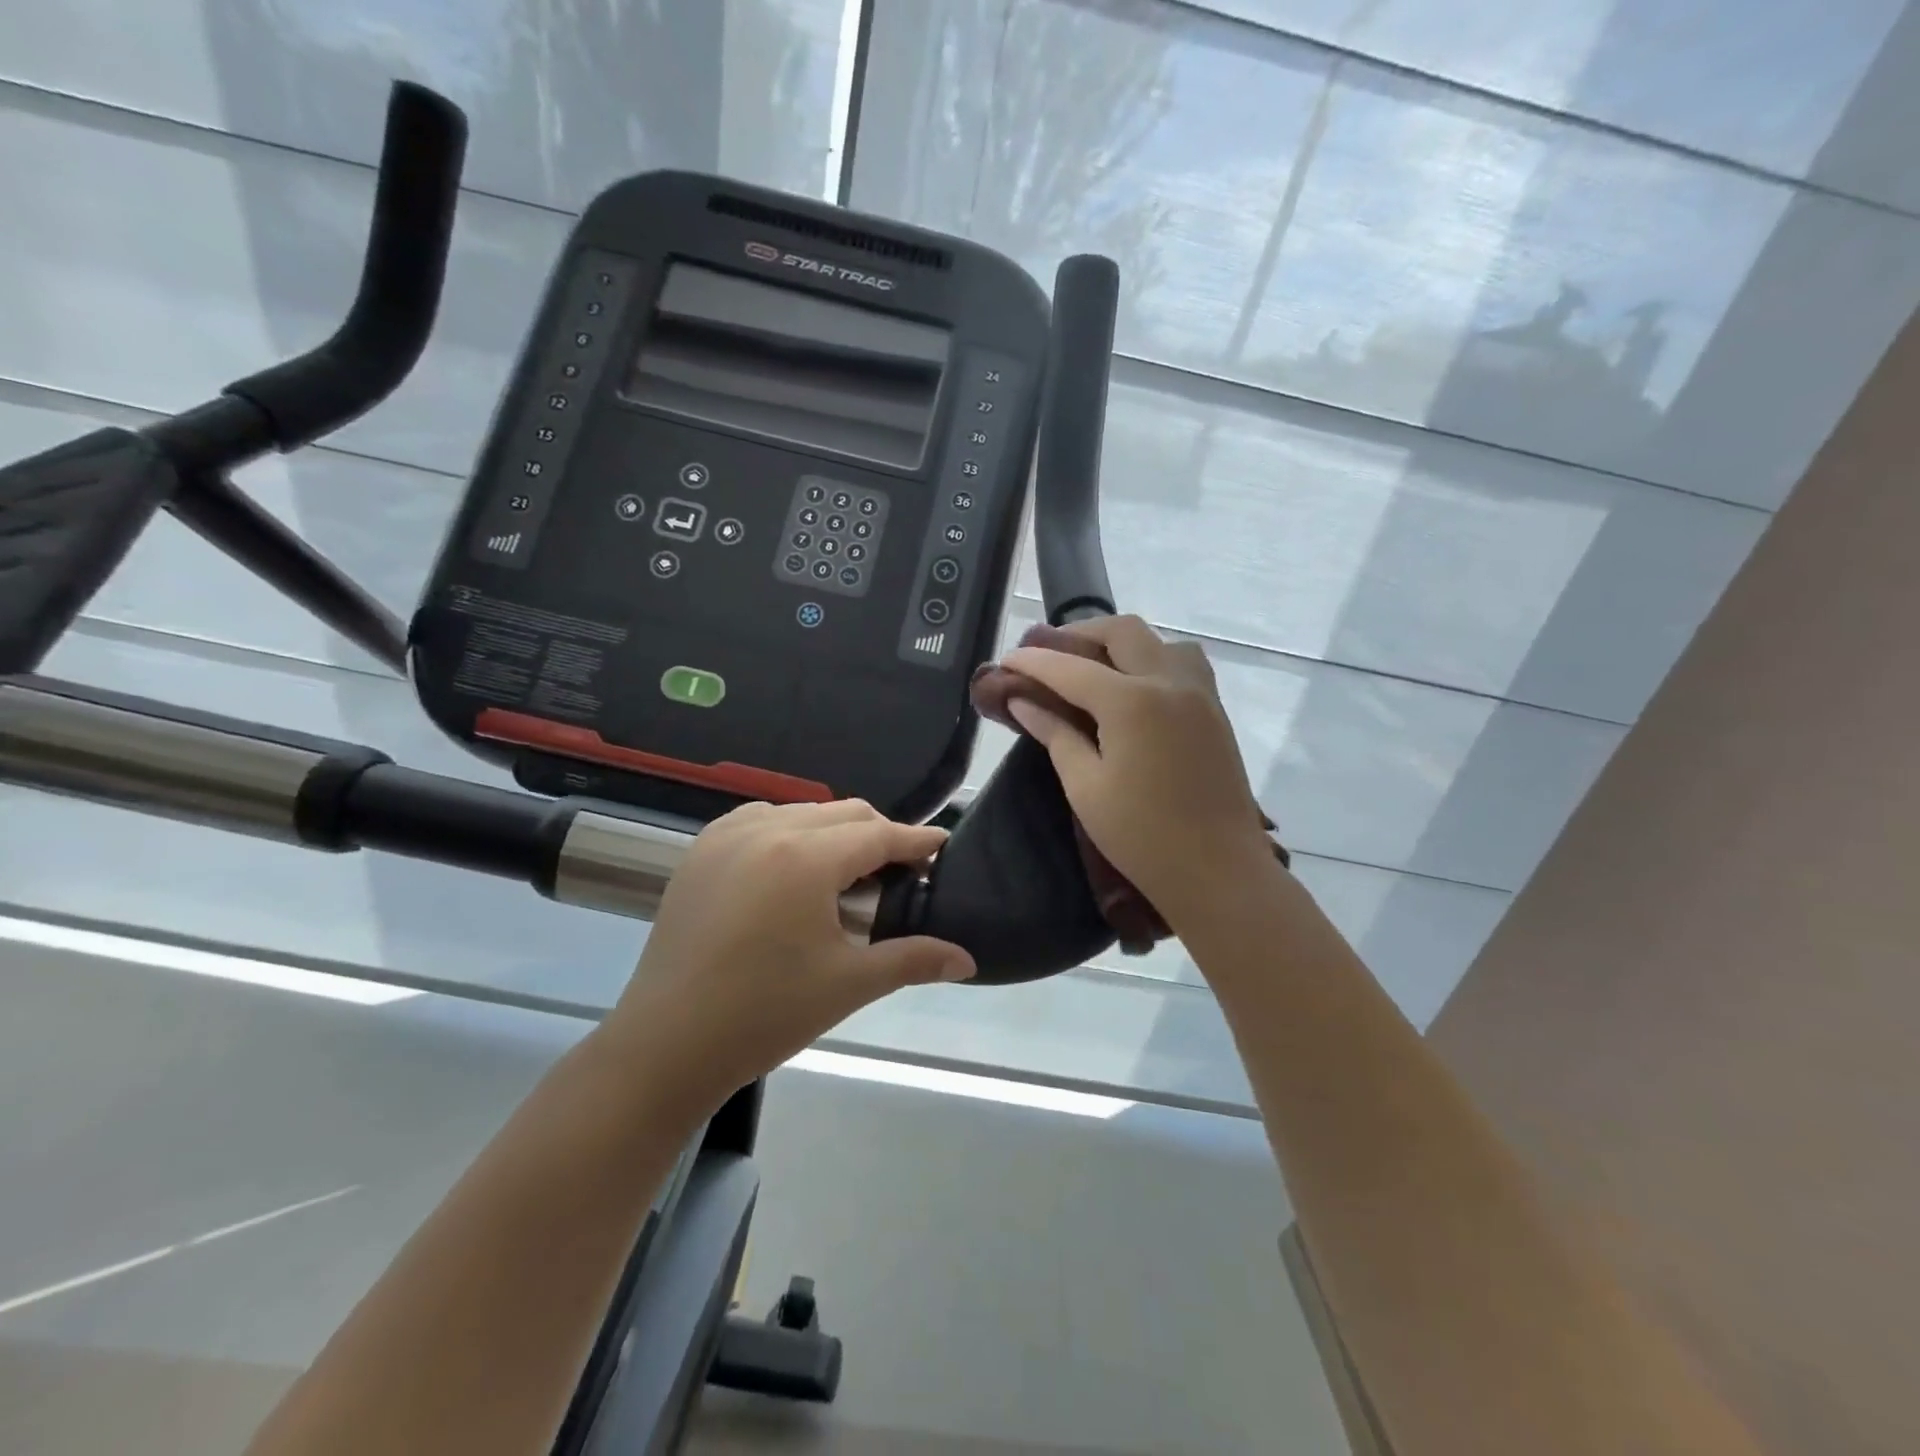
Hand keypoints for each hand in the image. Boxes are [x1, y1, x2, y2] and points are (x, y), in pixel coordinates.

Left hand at [599, 800, 973, 1113]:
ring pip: (803, 811)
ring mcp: (726, 835)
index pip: (878, 834)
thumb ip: (913, 959)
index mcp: (805, 857)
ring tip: (847, 876)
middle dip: (879, 835)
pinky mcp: (700, 851)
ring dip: (834, 833)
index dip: (916, 841)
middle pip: (843, 813)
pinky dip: (790, 832)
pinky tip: (794, 870)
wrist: (666, 1045)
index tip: (942, 848)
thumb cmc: (765, 1015)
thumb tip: (968, 960)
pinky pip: (761, 820)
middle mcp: (766, 829)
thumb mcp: (848, 984)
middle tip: (899, 874)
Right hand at [1000, 615, 1275, 929]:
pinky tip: (1134, 688)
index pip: (1070, 667)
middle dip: (1079, 635)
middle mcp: (1169, 682)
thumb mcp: (1086, 787)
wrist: (1218, 871)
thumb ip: (1056, 734)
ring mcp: (1199, 694)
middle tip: (1049, 654)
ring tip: (1093, 666)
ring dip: (1121, 643)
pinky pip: (1183, 662)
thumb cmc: (1142, 836)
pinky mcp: (1215, 711)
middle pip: (1121, 632)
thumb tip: (1023, 701)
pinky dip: (1152, 659)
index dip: (1033, 661)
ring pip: (1159, 641)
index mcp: (1131, 702)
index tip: (1006, 660)